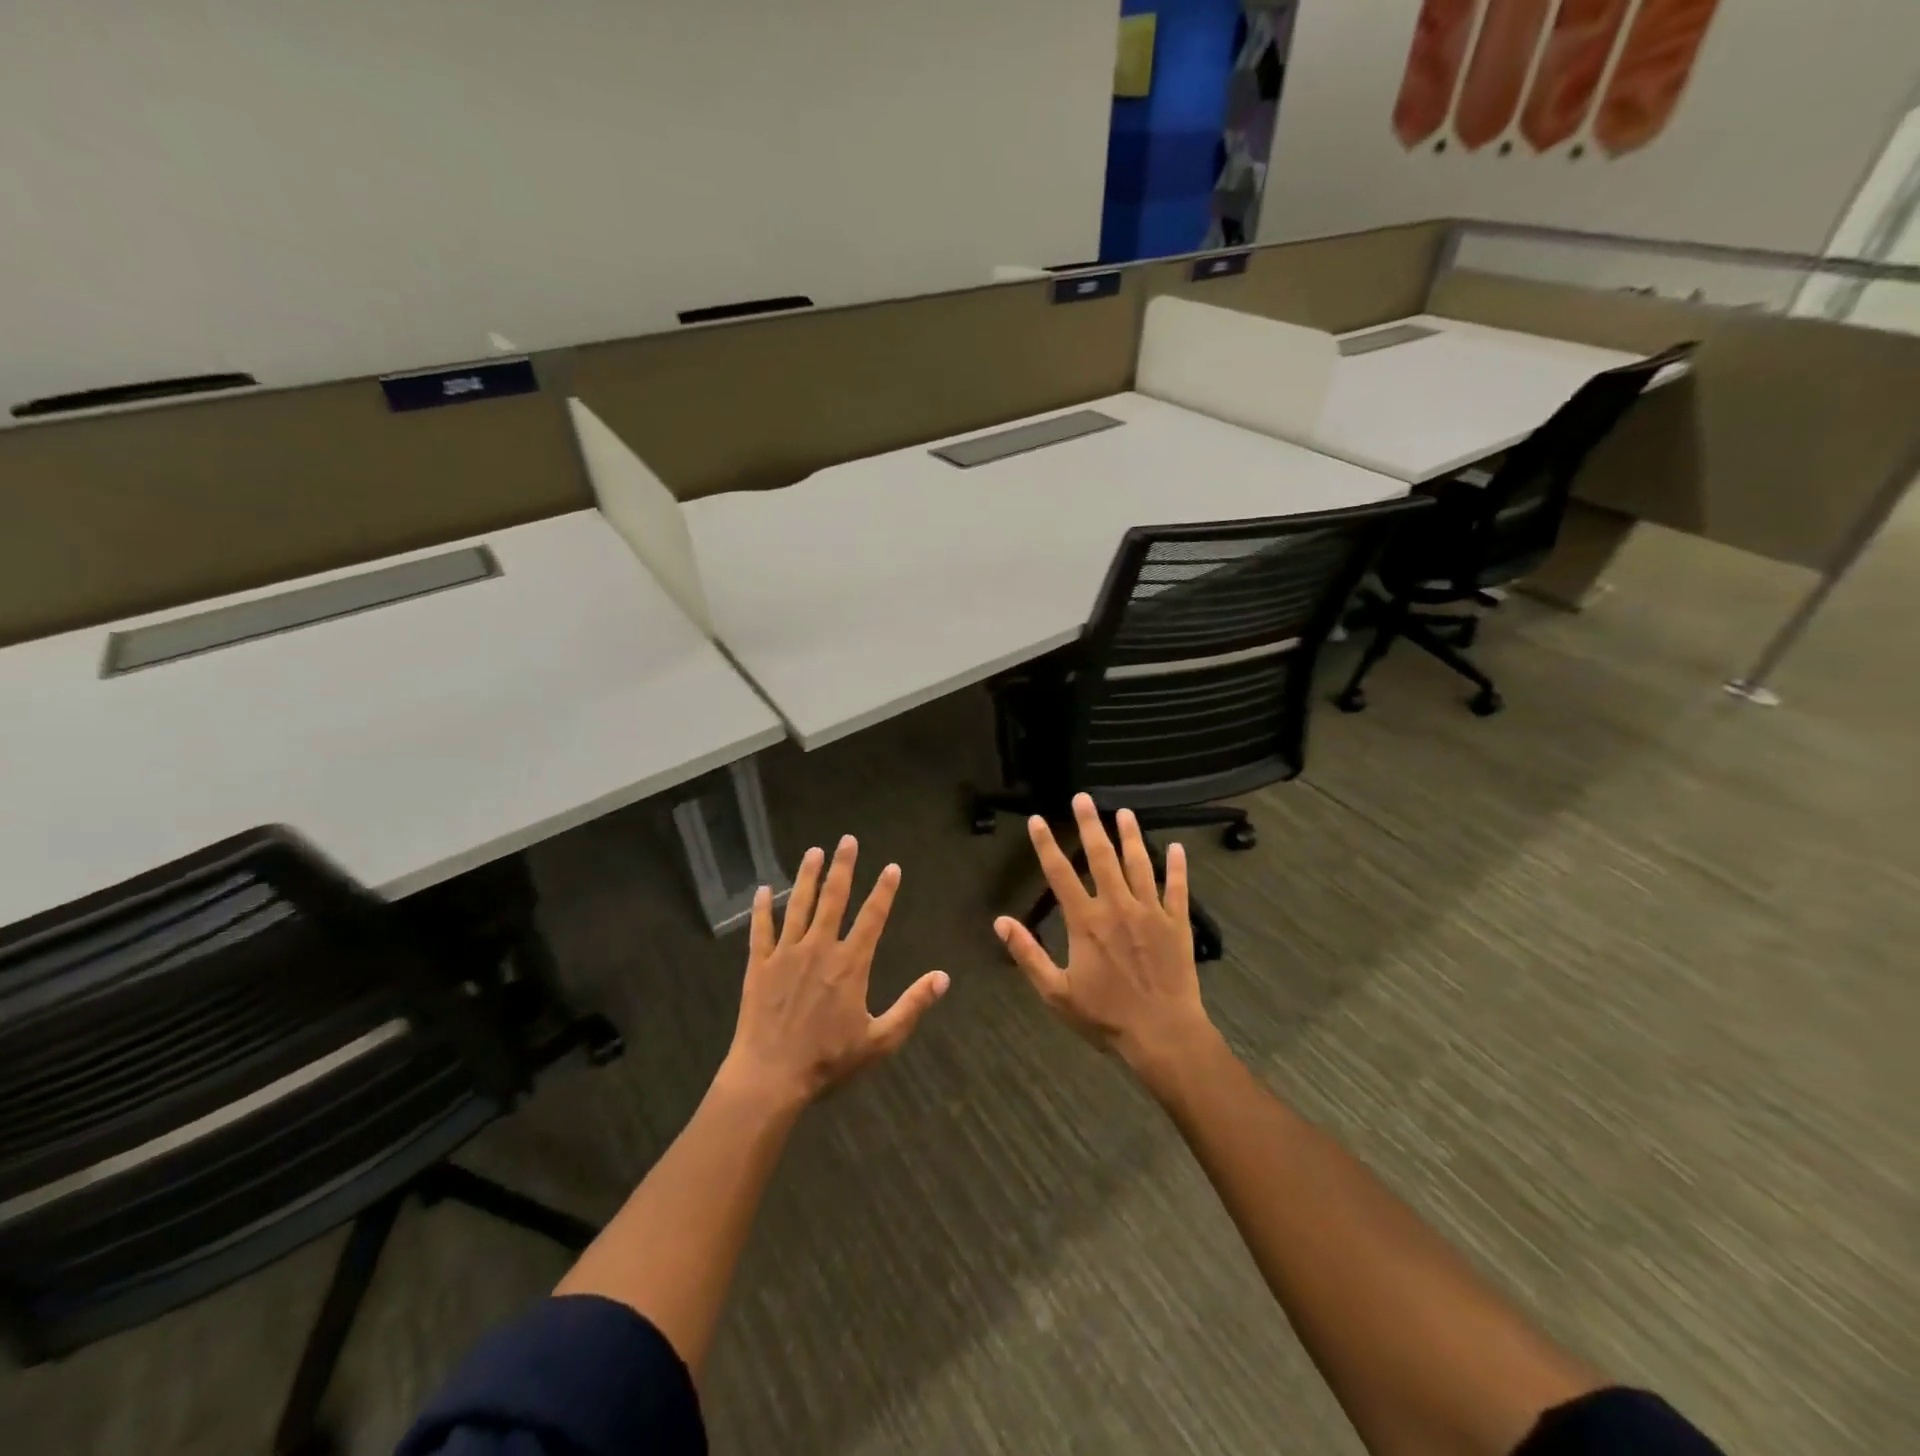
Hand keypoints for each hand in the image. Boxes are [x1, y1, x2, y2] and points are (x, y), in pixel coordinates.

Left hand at [722, 835, 948, 1106]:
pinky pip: (761, 930)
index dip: (884, 890)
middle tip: (847, 840)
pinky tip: (763, 890)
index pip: (872, 917)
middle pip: (833, 899)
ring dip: (807, 877)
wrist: (770, 1077)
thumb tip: (943, 977)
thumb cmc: (828, 1061)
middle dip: (842, 867)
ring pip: (799, 906)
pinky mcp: (760, 966)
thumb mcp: (880, 1039)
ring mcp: (786, 954)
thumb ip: (912, 1006)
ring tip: (813, 851)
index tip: (892, 866)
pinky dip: (762, 908)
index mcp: (850, 965)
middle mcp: (819, 949)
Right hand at [995, 794, 1218, 1078]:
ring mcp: (1151, 912)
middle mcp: (1117, 906)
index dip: (1046, 845)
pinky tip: (1178, 848)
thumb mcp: (1056, 992)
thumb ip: (1028, 954)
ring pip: (1140, 864)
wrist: (1163, 1034)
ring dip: (1131, 836)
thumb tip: (1000, 922)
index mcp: (1086, 921)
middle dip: (1090, 825)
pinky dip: (1178, 867)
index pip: (1060, 874)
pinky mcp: (1178, 923)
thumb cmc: (1106, 1016)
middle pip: (1101, 857)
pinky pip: (1178, 888)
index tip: (1038, 819)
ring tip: (1125, 813)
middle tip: (1083, 798)